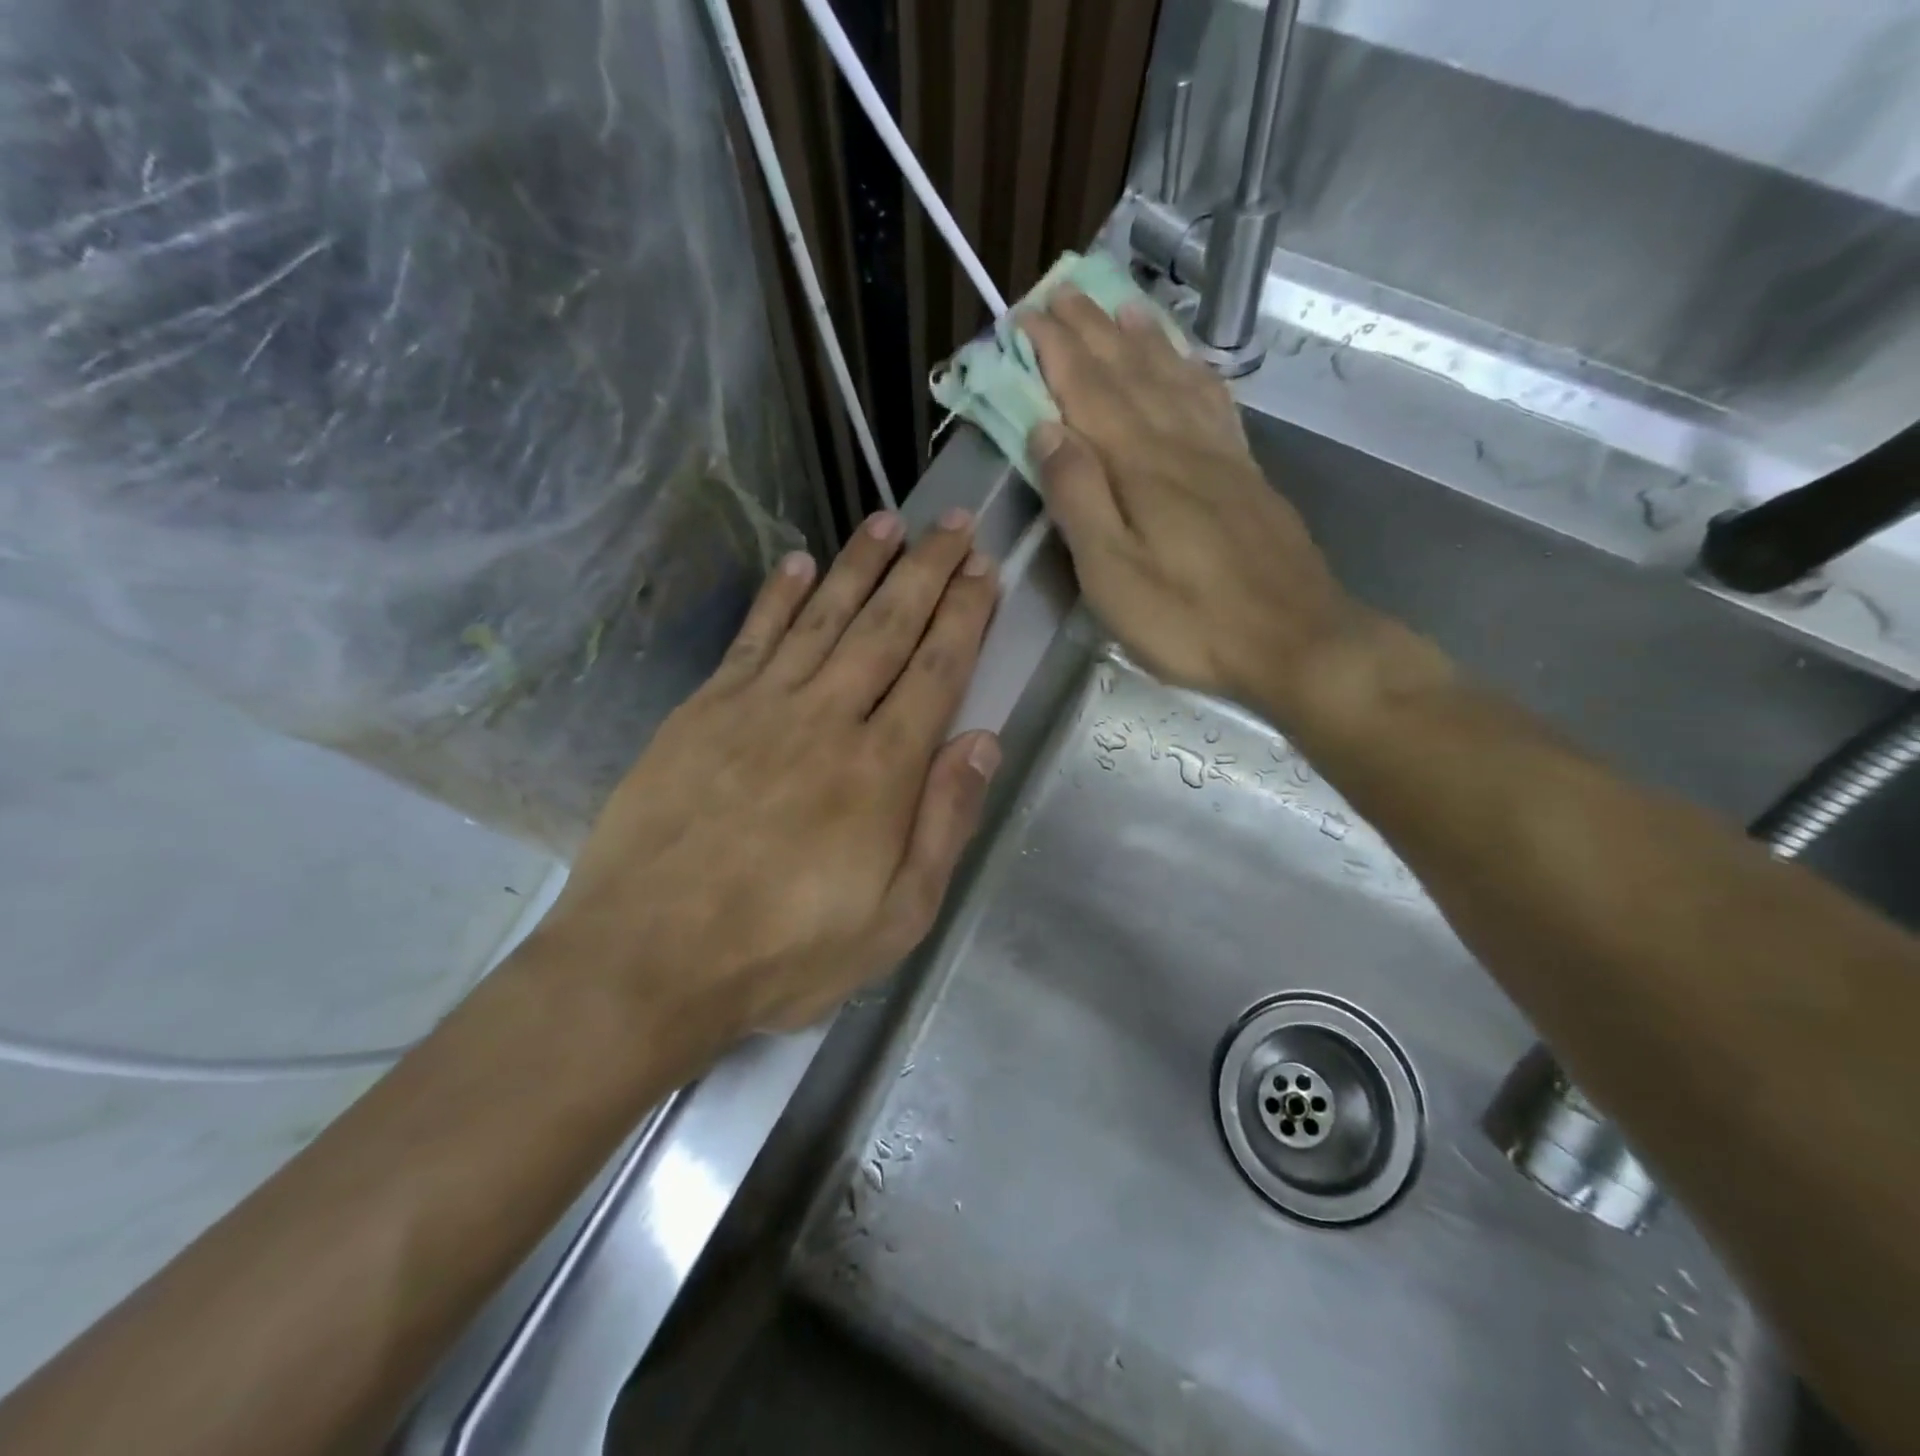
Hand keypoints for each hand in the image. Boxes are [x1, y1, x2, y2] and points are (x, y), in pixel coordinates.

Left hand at [533, 510, 1000, 1043]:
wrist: (648, 959)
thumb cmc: (785, 951)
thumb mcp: (895, 917)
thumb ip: (944, 824)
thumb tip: (983, 742)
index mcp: (881, 769)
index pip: (936, 670)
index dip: (965, 615)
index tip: (984, 570)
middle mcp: (826, 718)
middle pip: (887, 627)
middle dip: (927, 570)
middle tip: (955, 522)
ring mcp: (759, 707)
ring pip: (823, 617)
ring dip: (860, 565)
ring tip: (889, 521)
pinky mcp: (703, 711)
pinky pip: (752, 638)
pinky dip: (778, 596)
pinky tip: (798, 563)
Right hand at [1019, 287, 1365, 712]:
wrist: (1295, 640)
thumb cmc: (1190, 619)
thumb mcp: (1113, 573)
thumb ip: (1078, 497)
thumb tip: (1045, 430)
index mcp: (1141, 466)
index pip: (1089, 391)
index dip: (1056, 351)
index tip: (1027, 315)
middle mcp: (1181, 445)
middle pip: (1132, 373)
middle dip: (1094, 331)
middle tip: (1065, 289)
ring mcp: (1221, 457)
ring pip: (1176, 379)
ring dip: (1144, 340)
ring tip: (1122, 306)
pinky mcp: (1248, 476)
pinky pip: (1216, 405)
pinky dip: (1196, 373)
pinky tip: (1191, 364)